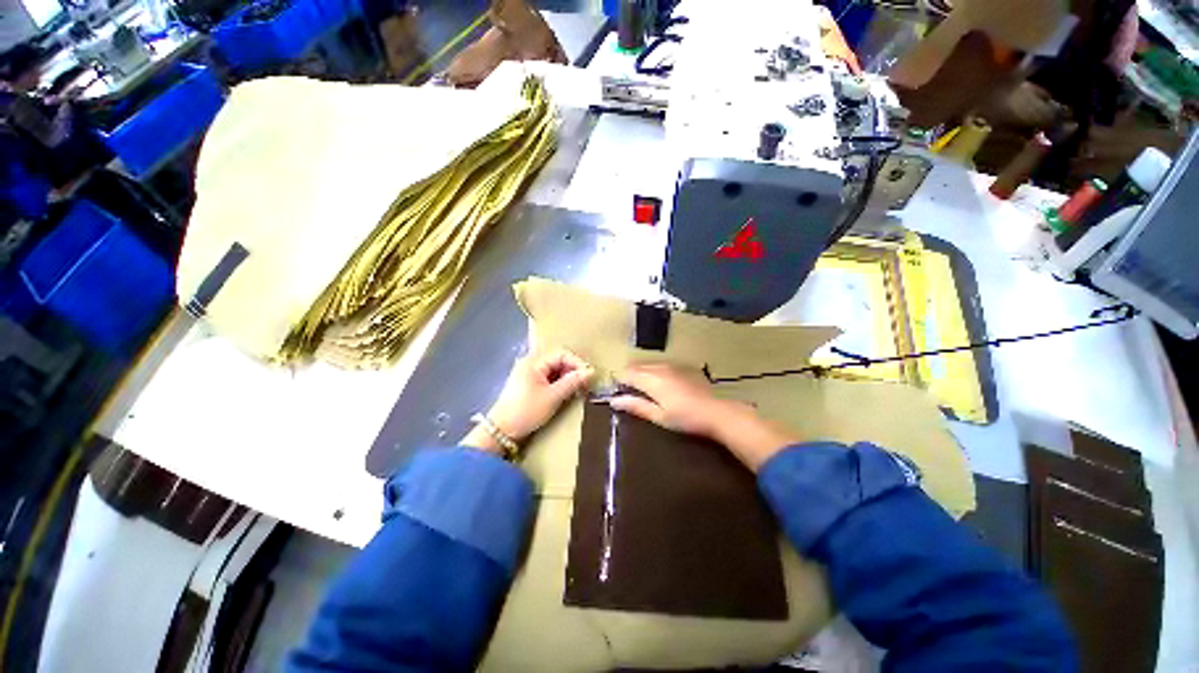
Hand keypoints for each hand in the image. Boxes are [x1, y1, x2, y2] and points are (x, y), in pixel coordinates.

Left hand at [464, 349, 593, 453]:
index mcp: (534, 361)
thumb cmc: (527, 411)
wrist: (501, 431)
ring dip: (567, 378)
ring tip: (578, 390)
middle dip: (573, 371)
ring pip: (554, 369)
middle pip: (558, 360)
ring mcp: (528, 373)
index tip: (588, 377)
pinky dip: (559, 383)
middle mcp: (530, 363)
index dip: (577, 363)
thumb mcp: (553, 397)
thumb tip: (591, 371)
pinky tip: (566, 393)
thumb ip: (572, 382)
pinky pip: (548, 378)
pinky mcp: (528, 384)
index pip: (562, 354)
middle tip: (585, 385)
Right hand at [608, 363, 732, 438]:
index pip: (627, 373)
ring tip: (648, 392)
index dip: (621, 383)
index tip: (622, 395)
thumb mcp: (658, 415)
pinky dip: (655, 372)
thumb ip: (635, 406)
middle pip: (636, 366)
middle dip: (630, 377)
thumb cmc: (684, 418)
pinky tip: (664, 386)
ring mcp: (672, 365)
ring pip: (648, 364)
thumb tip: (614, 401)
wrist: (715, 411)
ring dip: (642, 374)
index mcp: (651, 379)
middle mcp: (659, 367)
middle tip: (634, 395)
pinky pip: (661, 365)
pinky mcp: (682, 367)